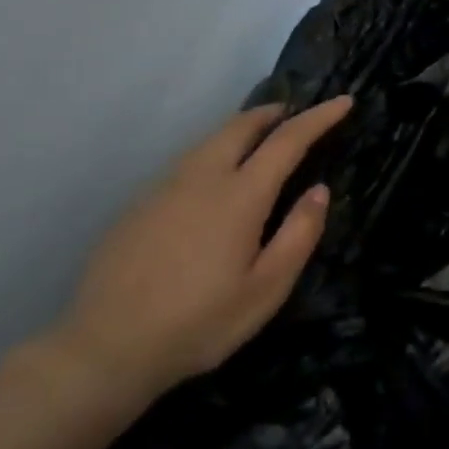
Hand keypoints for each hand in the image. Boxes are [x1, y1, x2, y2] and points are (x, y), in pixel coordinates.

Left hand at [50, 96, 352, 409]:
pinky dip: (214, 152)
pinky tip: (215, 178)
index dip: (319, 118)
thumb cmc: (199, 323)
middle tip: (295, 113)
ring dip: (241, 129)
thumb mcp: (266, 290)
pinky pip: (186, 162)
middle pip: (240, 125)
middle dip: (273, 113)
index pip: (287, 140)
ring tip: (260, 138)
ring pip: (209, 140)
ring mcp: (163, 188)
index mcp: (239, 196)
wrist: (105, 348)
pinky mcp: (138, 205)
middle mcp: (201, 178)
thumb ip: (299, 235)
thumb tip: (319, 190)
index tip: (344, 101)